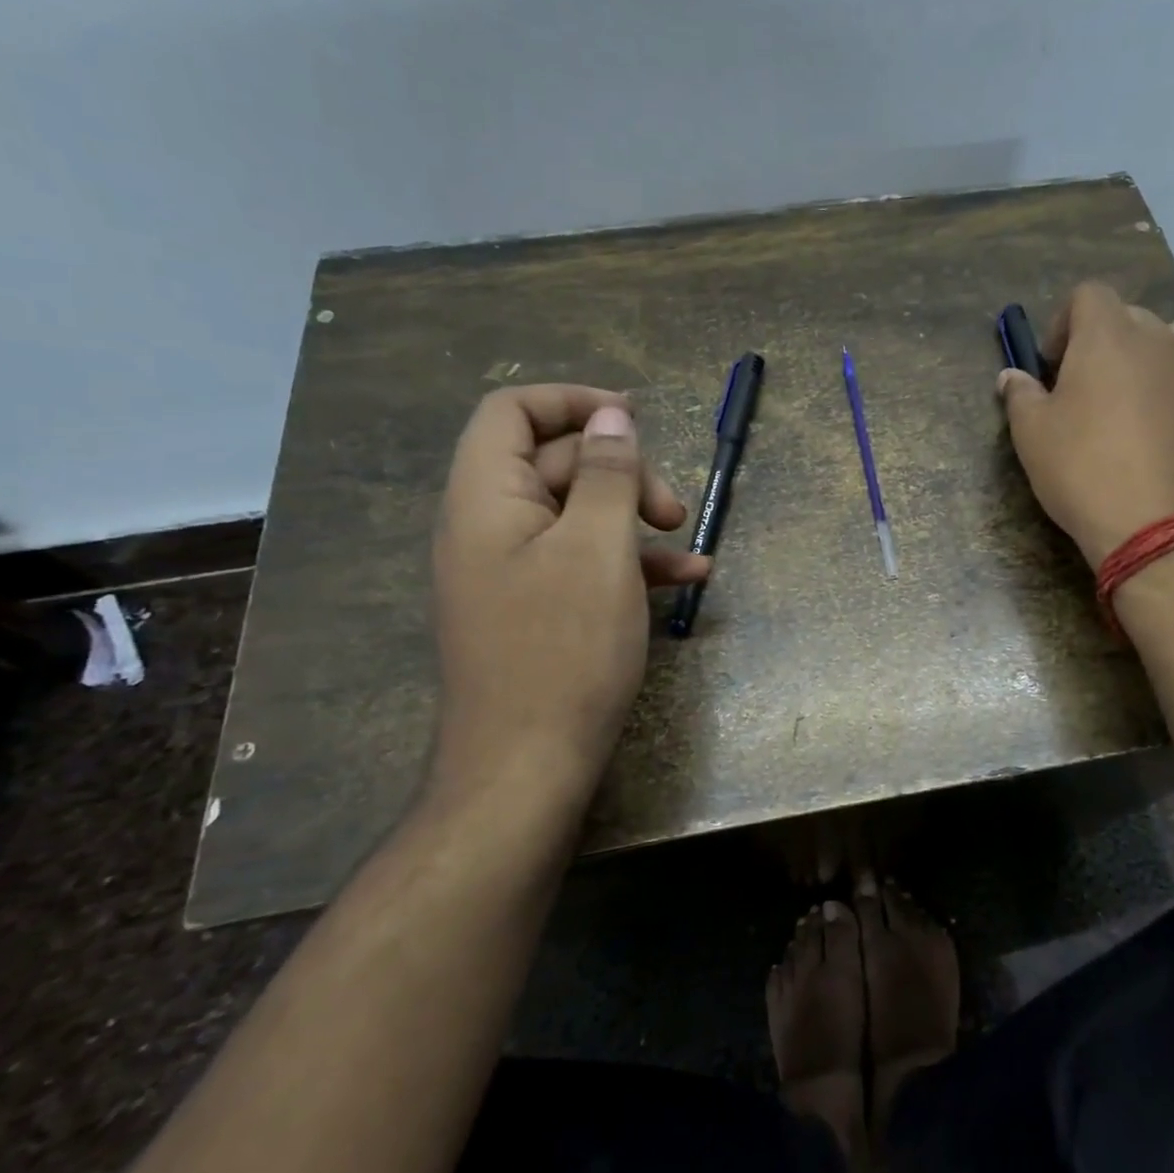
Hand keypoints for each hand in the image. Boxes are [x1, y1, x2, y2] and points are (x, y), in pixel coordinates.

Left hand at [429, 386, 709, 805]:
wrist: (526, 769)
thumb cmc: (564, 651)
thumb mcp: (598, 550)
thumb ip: (608, 475)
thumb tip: (613, 419)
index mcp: (486, 499)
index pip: (511, 412)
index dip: (572, 403)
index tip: (634, 419)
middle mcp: (490, 526)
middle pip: (556, 462)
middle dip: (623, 472)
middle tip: (672, 509)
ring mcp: (514, 570)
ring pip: (578, 514)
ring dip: (635, 517)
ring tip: (687, 540)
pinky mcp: (538, 608)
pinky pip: (583, 561)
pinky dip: (631, 560)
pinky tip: (687, 580)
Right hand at [998, 282, 1173, 567]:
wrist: (1165, 527)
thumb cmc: (1084, 472)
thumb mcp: (1032, 435)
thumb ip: (1020, 395)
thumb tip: (1011, 376)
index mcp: (1109, 335)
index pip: (1088, 295)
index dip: (1064, 322)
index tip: (1052, 365)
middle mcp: (1162, 338)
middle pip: (1129, 318)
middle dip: (1103, 343)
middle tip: (1084, 390)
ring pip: (1172, 342)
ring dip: (1147, 360)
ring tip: (1132, 404)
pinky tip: (1168, 428)